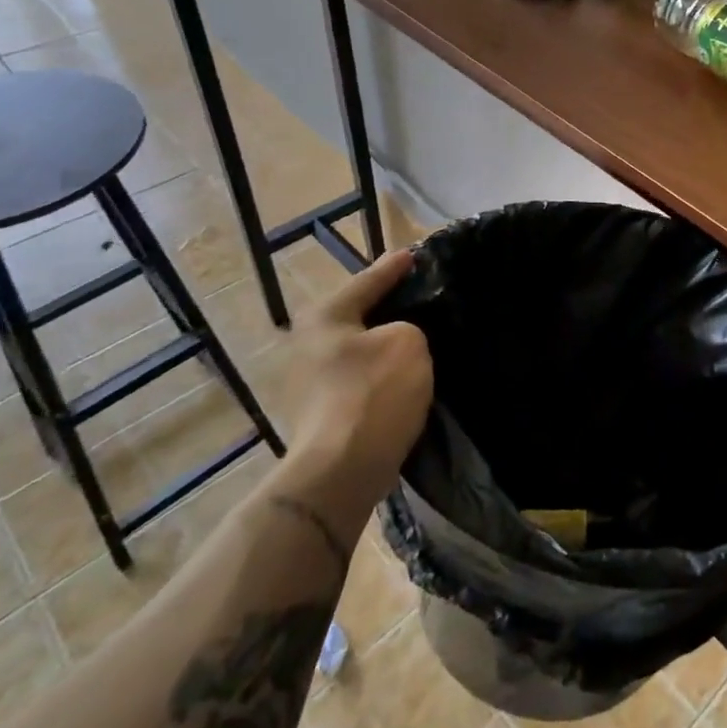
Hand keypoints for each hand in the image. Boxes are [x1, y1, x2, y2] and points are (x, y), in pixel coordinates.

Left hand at [266, 249, 432, 506]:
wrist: (340, 472)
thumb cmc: (373, 394)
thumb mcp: (408, 342)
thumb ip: (408, 328)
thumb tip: (397, 341)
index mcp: (324, 316)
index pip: (368, 280)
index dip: (394, 268)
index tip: (413, 255)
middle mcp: (306, 343)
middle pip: (357, 316)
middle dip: (387, 309)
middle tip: (420, 298)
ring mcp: (307, 383)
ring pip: (357, 351)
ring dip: (383, 347)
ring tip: (417, 340)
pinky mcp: (318, 415)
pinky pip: (357, 381)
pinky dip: (378, 376)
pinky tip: (402, 379)